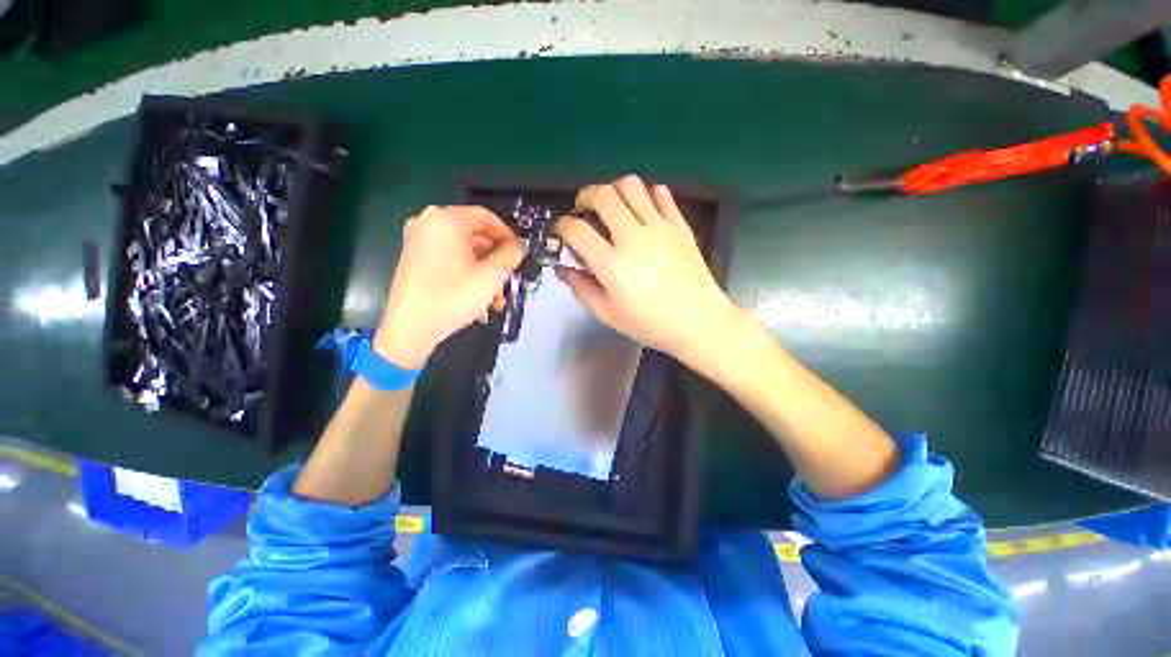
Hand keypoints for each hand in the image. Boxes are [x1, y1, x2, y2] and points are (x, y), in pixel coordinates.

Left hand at [376, 205, 523, 368]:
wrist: (410, 329)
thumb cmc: (452, 297)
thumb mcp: (492, 275)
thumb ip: (510, 255)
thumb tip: (519, 246)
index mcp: (445, 220)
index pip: (487, 218)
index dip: (508, 236)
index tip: (520, 255)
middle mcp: (428, 224)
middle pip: (476, 237)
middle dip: (497, 263)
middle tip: (509, 283)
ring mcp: (419, 242)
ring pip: (466, 253)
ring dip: (485, 275)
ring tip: (495, 301)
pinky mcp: (416, 260)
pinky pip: (452, 261)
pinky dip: (468, 277)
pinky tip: (478, 302)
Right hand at [554, 175, 738, 364]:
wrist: (698, 321)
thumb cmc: (650, 324)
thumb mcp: (607, 314)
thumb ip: (582, 288)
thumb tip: (563, 268)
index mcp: (612, 264)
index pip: (577, 230)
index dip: (562, 226)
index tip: (562, 231)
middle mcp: (634, 238)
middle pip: (603, 196)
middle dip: (585, 197)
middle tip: (584, 210)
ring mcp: (660, 227)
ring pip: (631, 185)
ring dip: (614, 190)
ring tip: (612, 207)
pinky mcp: (680, 225)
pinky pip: (661, 193)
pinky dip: (646, 195)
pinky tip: (642, 212)